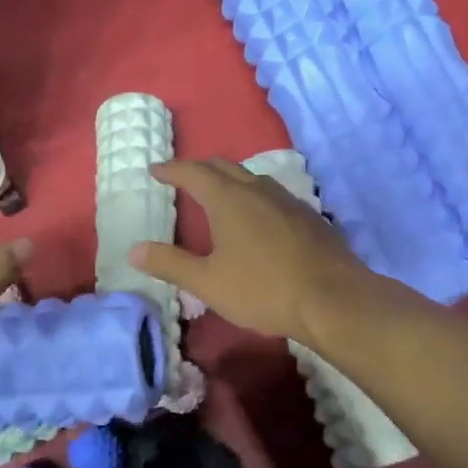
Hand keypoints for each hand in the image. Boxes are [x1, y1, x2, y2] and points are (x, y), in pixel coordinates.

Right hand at [132, 159, 374, 347]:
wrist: (333, 299)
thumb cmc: (263, 290)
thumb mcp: (208, 283)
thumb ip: (170, 264)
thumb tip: (134, 250)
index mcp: (230, 200)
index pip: (194, 173)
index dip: (172, 170)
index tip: (154, 170)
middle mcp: (259, 190)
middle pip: (224, 167)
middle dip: (200, 168)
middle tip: (183, 177)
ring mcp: (288, 201)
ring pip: (253, 178)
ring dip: (230, 180)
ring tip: (218, 195)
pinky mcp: (309, 217)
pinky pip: (273, 195)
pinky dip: (254, 196)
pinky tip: (257, 218)